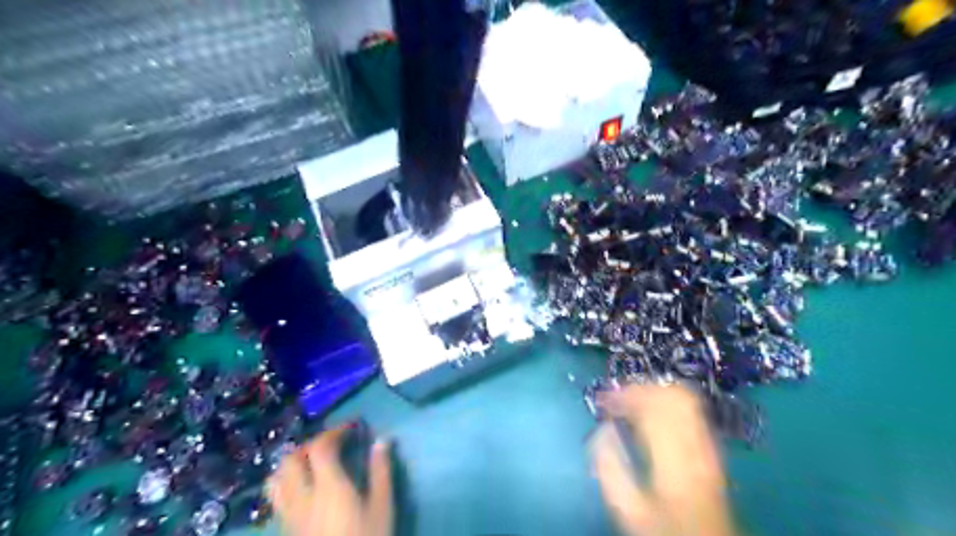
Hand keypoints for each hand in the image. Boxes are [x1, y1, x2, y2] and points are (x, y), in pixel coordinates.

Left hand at [265, 427, 392, 535]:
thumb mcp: (382, 506)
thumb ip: (381, 470)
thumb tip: (383, 440)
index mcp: (329, 487)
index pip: (321, 447)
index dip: (335, 431)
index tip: (352, 427)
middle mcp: (302, 496)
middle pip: (292, 458)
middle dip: (311, 443)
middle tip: (332, 443)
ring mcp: (289, 515)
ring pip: (277, 477)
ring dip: (292, 461)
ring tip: (312, 461)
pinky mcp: (284, 529)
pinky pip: (276, 496)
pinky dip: (286, 481)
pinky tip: (304, 487)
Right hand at [592, 386, 737, 535]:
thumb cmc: (663, 526)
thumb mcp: (628, 508)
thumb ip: (610, 467)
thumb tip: (602, 428)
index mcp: (673, 456)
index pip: (651, 407)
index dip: (624, 396)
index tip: (602, 401)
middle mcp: (695, 442)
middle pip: (670, 395)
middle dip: (639, 389)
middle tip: (616, 398)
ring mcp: (708, 441)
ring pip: (683, 397)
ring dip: (654, 391)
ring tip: (632, 401)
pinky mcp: (711, 444)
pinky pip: (692, 408)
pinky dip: (667, 400)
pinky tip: (652, 411)